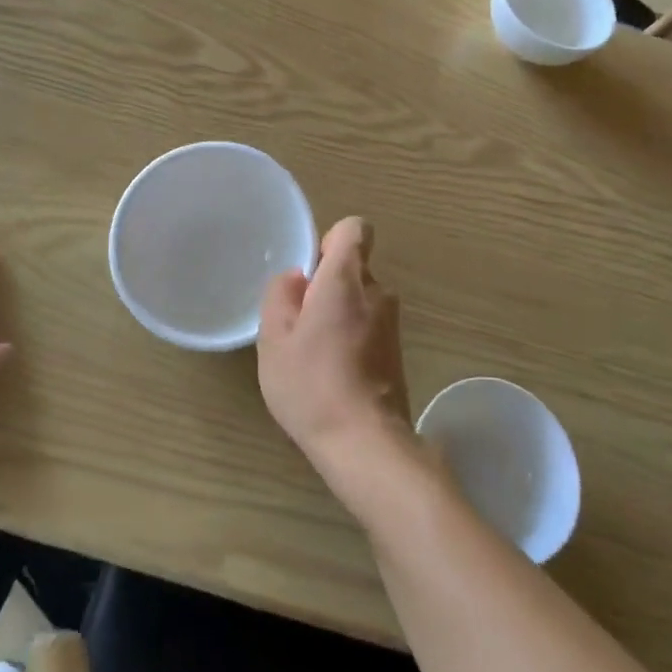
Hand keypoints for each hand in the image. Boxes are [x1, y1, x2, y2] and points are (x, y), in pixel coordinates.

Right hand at [258, 217, 416, 505]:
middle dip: (328, 284)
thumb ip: (281, 296)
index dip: (330, 241)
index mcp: (347, 280)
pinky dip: (352, 336)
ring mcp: (392, 323)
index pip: (354, 229)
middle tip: (299, 322)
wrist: (364, 442)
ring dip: (339, 314)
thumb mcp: (274, 339)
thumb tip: (297, 277)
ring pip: (361, 299)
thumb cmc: (310, 384)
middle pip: (354, 267)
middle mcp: (378, 293)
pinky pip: (369, 325)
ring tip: (312, 352)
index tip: (310, 273)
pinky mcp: (397, 351)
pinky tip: (332, 371)